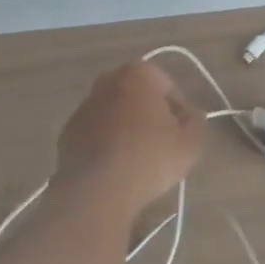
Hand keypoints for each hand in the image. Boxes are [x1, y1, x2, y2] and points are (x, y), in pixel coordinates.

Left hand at [56, 59, 204, 214]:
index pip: (168, 86)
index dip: (179, 111)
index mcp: (138, 74)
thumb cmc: (149, 158)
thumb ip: (196, 122)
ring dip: (127, 130)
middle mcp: (107, 81)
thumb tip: (190, 115)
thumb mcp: (190, 143)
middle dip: (150, 116)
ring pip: (116, 114)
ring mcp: (84, 105)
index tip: (182, 134)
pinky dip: (106, 144)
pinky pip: (96, 133)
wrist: (97, 189)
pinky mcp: (68, 131)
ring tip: (138, 162)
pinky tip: (115, 169)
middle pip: (138, 97)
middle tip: (162, 146)